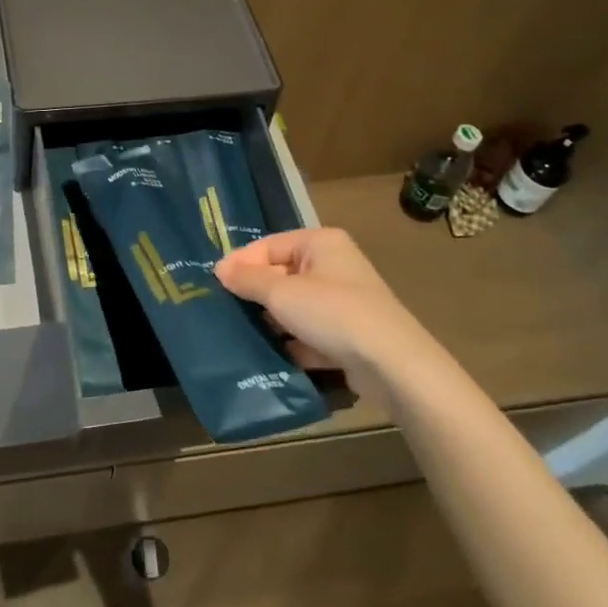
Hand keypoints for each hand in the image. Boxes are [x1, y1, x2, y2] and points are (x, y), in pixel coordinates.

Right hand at [215, 227, 433, 382]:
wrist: (392, 364)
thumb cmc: (333, 313)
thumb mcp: (281, 293)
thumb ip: (248, 279)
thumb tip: (220, 268)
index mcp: (321, 243)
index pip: (270, 245)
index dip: (242, 262)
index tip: (215, 284)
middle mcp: (334, 265)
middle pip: (282, 275)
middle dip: (256, 294)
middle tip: (224, 310)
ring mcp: (344, 301)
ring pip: (296, 306)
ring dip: (273, 321)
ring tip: (242, 334)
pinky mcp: (349, 335)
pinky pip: (311, 333)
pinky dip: (294, 343)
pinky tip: (272, 357)